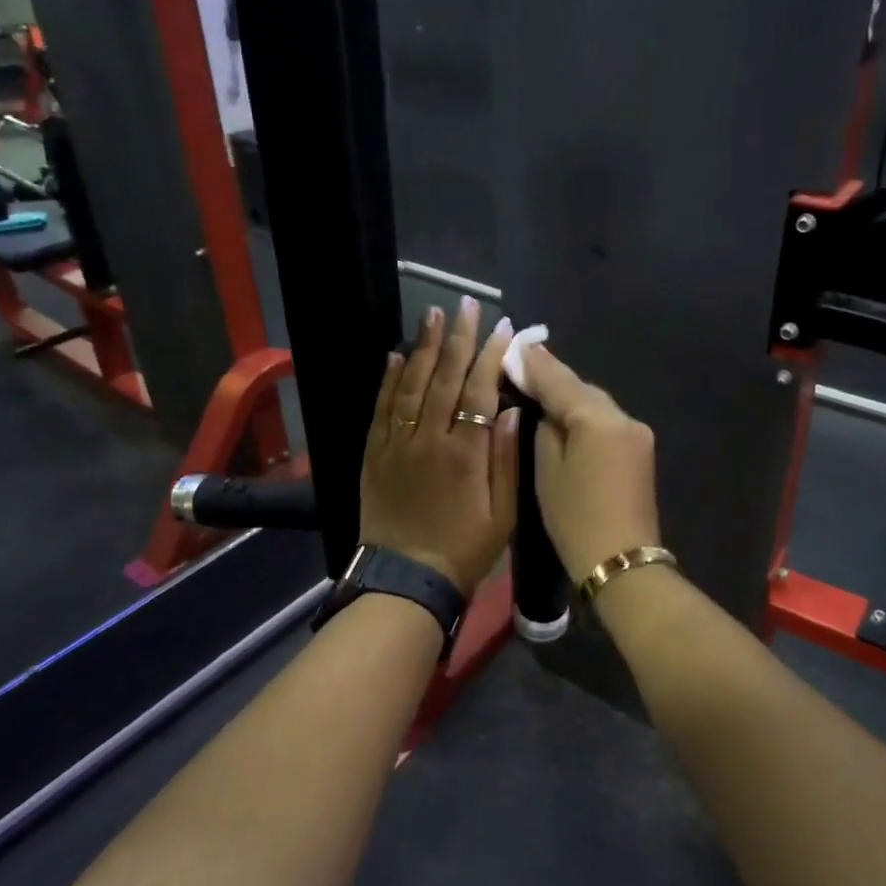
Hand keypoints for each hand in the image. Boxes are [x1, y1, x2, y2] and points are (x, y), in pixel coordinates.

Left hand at [360, 298, 519, 595]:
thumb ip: (507, 460)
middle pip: (445, 378)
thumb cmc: (464, 549)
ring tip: (433, 316)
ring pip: (410, 385)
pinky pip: (381, 408)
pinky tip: (395, 355)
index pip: (480, 391)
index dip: (492, 356)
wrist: (405, 580)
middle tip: (466, 305)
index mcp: (465, 453)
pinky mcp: (374, 454)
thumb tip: (512, 411)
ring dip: (423, 347)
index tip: (503, 329)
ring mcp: (396, 444)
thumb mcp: (504, 514)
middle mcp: (429, 439)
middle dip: (459, 338)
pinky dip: (388, 379)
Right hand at [519, 345, 661, 583]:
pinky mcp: (641, 451)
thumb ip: (546, 428)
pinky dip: (586, 416)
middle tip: (523, 363)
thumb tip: (547, 408)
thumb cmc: (576, 519)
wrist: (623, 563)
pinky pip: (607, 422)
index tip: (514, 344)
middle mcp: (624, 417)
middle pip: (582, 389)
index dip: (535, 364)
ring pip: (596, 405)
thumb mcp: (548, 471)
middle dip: (554, 378)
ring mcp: (638, 434)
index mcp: (598, 419)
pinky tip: (568, 416)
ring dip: (571, 396)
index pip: (560, 381)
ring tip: (540, 386)